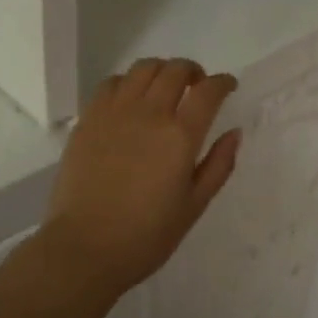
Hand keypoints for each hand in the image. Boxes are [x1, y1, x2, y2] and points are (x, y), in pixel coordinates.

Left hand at [44, 59, 241, 292]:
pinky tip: (131, 100)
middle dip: (193, 71)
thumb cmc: (146, 236)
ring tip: (165, 88)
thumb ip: (218, 165)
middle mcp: (149, 113)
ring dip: (161, 71)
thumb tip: (234, 132)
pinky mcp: (89, 119)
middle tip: (197, 87)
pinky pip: (112, 83)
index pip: (208, 90)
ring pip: (143, 68)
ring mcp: (115, 112)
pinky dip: (129, 82)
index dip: (223, 82)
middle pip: (176, 70)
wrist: (84, 249)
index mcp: (180, 136)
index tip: (228, 86)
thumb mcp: (194, 206)